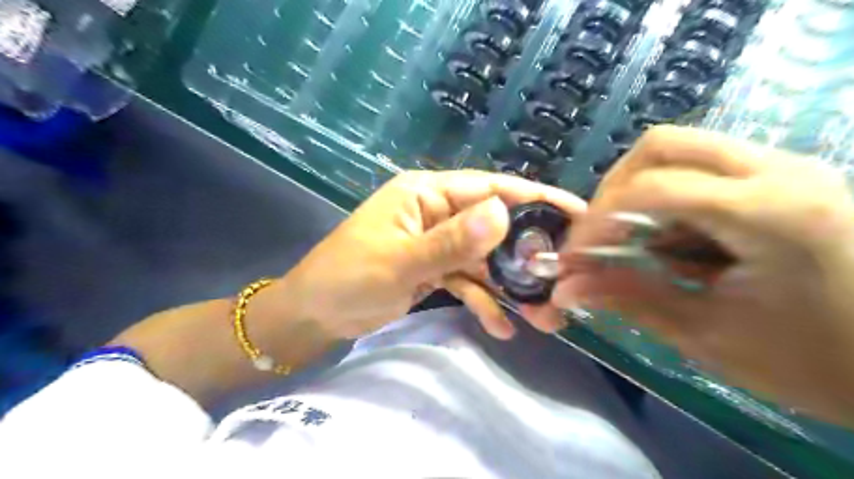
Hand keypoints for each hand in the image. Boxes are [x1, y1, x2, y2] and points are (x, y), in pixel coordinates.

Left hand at [276, 169, 584, 340]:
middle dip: (526, 256)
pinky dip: (484, 302)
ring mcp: (437, 244)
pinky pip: (467, 282)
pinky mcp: (434, 271)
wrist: (314, 315)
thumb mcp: (400, 260)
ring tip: (543, 317)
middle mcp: (437, 213)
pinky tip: (502, 327)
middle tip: (564, 280)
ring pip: (485, 261)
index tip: (577, 213)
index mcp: (426, 194)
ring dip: (510, 287)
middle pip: (493, 228)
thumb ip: (452, 241)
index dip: (533, 199)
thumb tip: (503, 214)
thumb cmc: (347, 277)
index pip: (489, 189)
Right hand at [555, 126, 853, 423]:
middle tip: (599, 231)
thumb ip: (631, 300)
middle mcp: (780, 171)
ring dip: (640, 189)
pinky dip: (670, 196)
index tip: (575, 255)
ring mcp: (788, 168)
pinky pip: (705, 168)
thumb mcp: (709, 335)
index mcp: (768, 213)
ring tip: (634, 238)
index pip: (652, 188)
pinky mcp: (788, 178)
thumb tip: (566, 288)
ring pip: (683, 150)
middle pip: (663, 145)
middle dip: (614, 187)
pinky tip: (675, 238)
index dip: (597, 219)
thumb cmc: (819, 362)